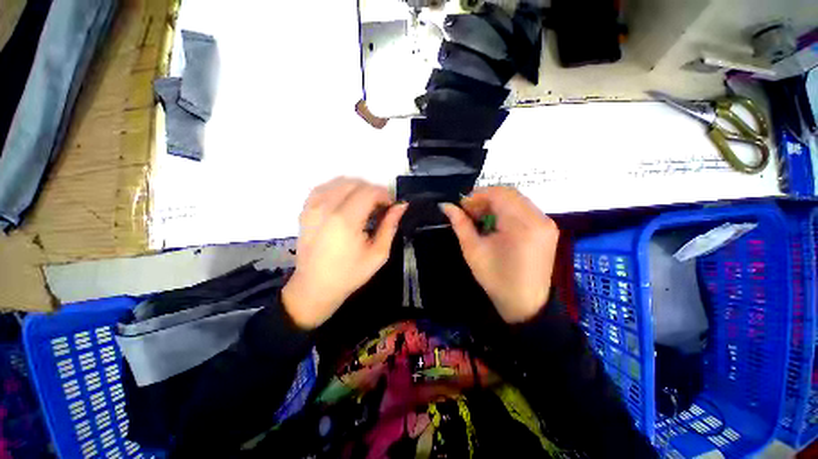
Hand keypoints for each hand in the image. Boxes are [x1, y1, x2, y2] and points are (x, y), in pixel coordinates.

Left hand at [282, 178, 407, 329]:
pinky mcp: (305, 210)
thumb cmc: (350, 274)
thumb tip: (401, 205)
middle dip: (372, 191)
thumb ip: (390, 226)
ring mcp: (313, 206)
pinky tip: (346, 203)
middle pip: (355, 183)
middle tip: (379, 208)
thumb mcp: (378, 254)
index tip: (390, 206)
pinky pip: (324, 187)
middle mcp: (327, 207)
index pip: (369, 191)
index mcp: (346, 220)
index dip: (384, 195)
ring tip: (364, 205)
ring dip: (357, 188)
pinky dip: (339, 189)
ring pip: (340, 181)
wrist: (315, 287)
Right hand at [441, 187, 558, 323]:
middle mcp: (539, 218)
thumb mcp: (473, 250)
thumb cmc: (496, 278)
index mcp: (522, 224)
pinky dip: (507, 211)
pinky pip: (524, 209)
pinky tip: (496, 223)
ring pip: (517, 200)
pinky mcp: (548, 229)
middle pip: (509, 194)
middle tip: (469, 212)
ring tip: (480, 218)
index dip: (477, 196)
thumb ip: (460, 224)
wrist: (525, 304)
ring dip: (496, 204)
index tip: (462, 207)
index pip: (498, 194)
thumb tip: (446, 206)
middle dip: (486, 199)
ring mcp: (547, 223)